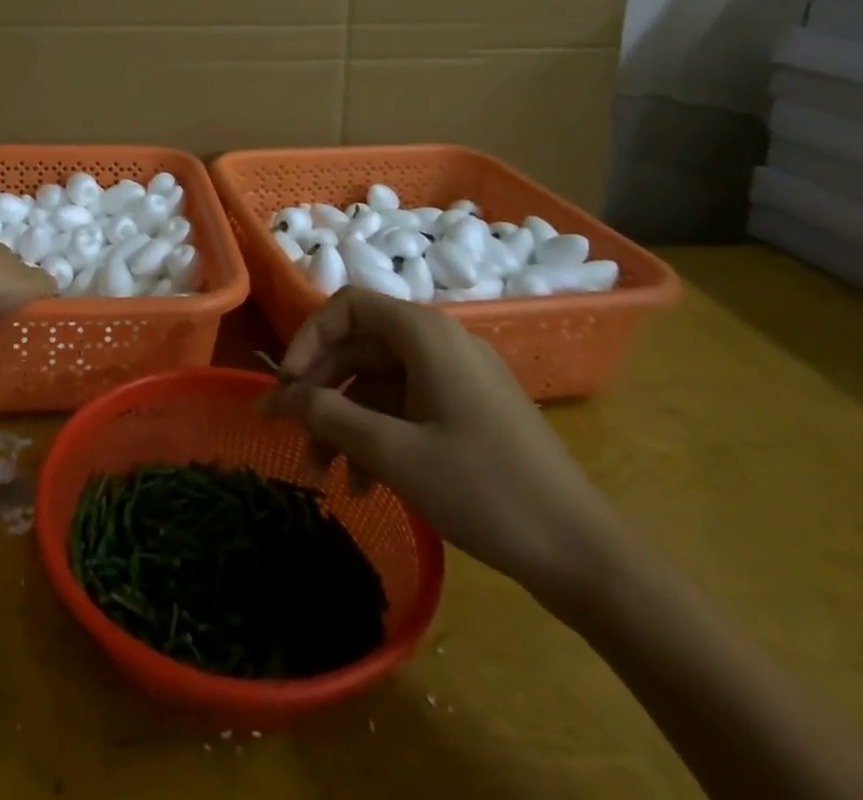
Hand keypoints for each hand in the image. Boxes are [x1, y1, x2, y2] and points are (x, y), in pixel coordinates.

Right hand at [261, 288, 623, 607]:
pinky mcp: (469, 411)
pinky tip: (365, 484)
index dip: (309, 339)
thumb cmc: (484, 489)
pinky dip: (379, 436)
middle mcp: (440, 343)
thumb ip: (329, 415)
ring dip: (346, 421)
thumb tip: (279, 395)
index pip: (348, 306)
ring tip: (324, 474)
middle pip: (360, 347)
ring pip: (379, 383)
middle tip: (292, 435)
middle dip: (321, 390)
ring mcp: (458, 378)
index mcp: (425, 334)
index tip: (287, 385)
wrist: (583, 555)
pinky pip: (407, 407)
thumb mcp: (394, 452)